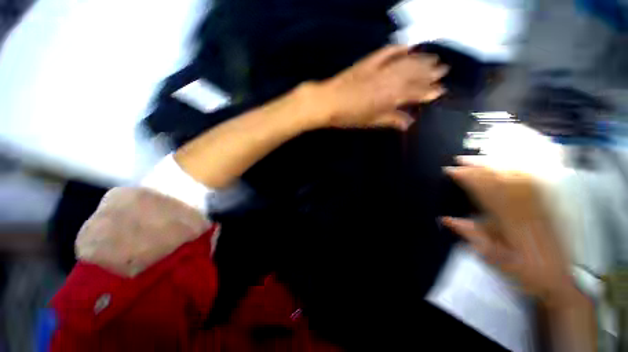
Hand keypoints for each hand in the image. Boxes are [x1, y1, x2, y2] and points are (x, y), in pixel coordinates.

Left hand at [309, 45, 447, 130]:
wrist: (327, 102)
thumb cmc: (348, 117)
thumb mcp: (370, 122)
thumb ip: (391, 120)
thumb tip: (409, 123)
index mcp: (389, 98)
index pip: (415, 93)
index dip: (429, 91)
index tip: (441, 90)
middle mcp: (388, 81)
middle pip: (414, 74)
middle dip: (430, 72)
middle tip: (443, 69)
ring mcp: (378, 69)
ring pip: (405, 62)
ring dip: (421, 59)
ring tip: (433, 57)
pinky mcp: (368, 62)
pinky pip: (387, 52)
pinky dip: (398, 48)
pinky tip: (408, 46)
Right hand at [441, 164, 574, 303]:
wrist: (557, 281)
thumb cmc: (521, 271)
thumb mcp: (492, 258)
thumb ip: (470, 235)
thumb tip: (446, 219)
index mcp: (510, 223)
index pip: (485, 192)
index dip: (467, 179)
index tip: (452, 171)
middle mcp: (525, 210)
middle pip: (500, 181)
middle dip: (477, 168)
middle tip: (460, 160)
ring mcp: (538, 206)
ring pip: (516, 178)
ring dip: (495, 166)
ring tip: (478, 159)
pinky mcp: (546, 207)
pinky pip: (532, 184)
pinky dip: (518, 171)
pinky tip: (508, 165)